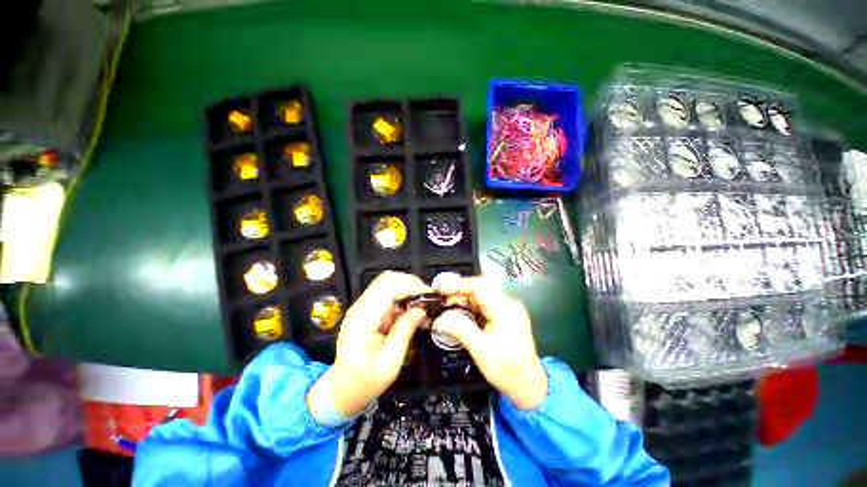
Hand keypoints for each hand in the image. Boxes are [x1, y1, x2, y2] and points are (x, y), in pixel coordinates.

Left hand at [308, 271, 429, 417]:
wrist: (342, 389)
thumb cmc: (365, 380)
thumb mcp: (390, 361)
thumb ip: (405, 331)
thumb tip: (421, 310)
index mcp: (363, 318)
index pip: (389, 287)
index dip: (412, 286)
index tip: (430, 296)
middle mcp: (361, 306)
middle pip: (388, 278)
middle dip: (411, 283)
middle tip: (428, 298)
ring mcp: (362, 306)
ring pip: (388, 282)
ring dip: (407, 288)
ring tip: (422, 303)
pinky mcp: (367, 309)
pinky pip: (387, 293)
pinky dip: (402, 295)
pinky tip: (412, 309)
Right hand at [432, 277, 546, 409]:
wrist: (528, 384)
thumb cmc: (507, 369)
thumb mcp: (482, 351)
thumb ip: (461, 330)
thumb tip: (440, 318)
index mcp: (505, 309)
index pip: (480, 285)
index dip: (459, 284)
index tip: (441, 289)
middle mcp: (507, 303)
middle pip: (479, 288)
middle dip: (458, 292)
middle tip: (440, 300)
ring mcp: (507, 308)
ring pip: (480, 295)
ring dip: (462, 299)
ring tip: (445, 307)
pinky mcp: (504, 314)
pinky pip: (483, 303)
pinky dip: (469, 306)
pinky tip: (459, 313)